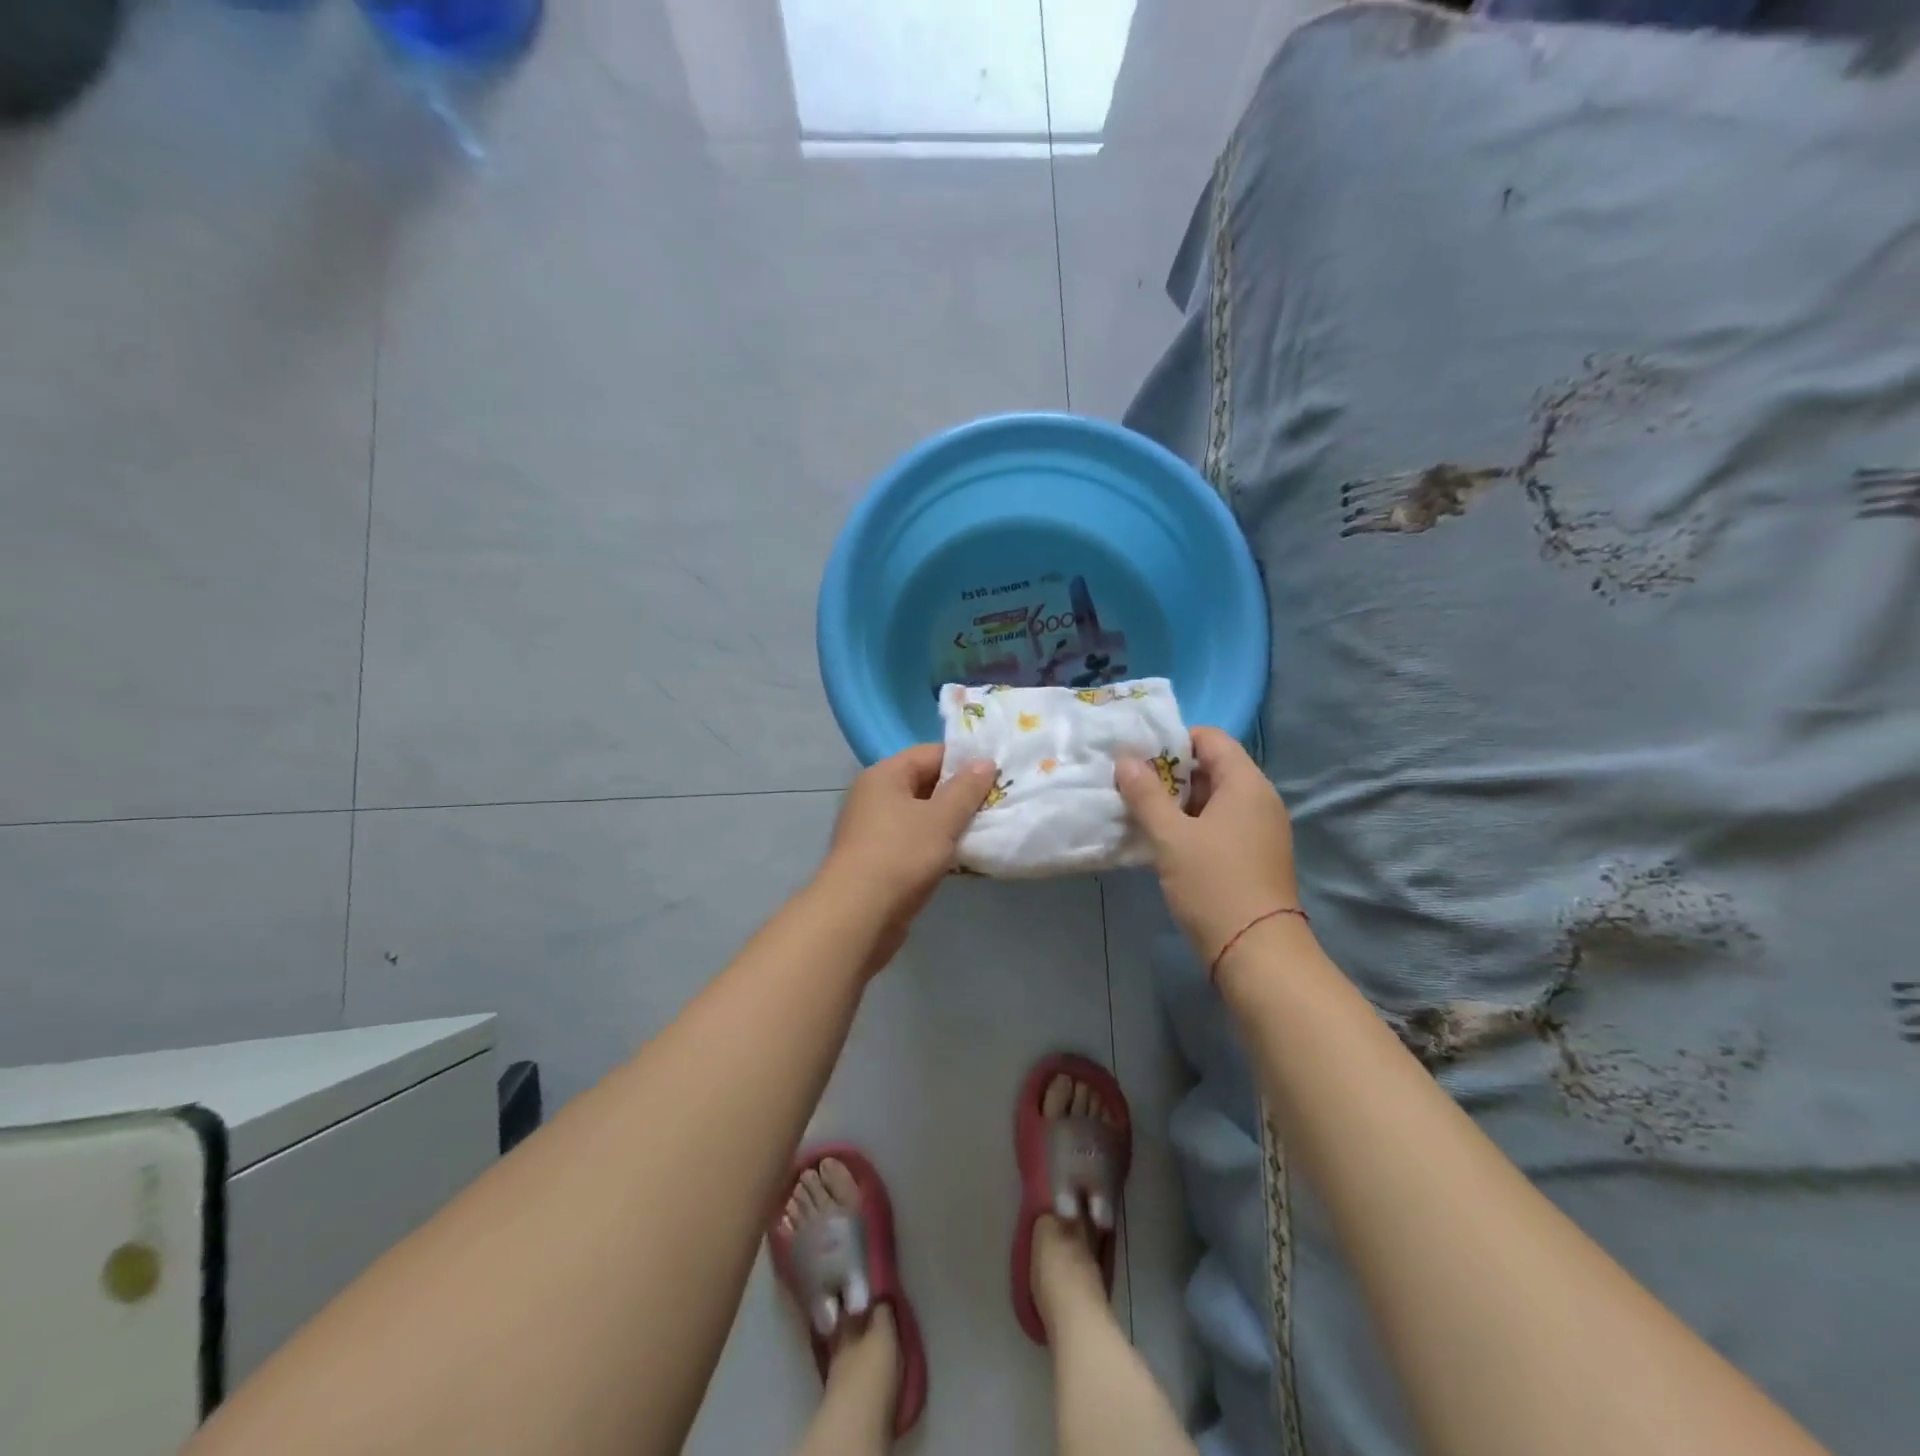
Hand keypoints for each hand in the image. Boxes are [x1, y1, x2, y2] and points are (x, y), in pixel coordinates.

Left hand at [819, 745, 995, 972]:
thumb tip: (985, 761)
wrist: (857, 915)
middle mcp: (874, 796)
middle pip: (925, 783)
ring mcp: (873, 829)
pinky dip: (936, 846)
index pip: (931, 753)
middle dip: (960, 794)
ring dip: (950, 823)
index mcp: (885, 775)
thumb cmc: (900, 855)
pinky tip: (961, 857)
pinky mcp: (877, 860)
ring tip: (986, 829)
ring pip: (921, 816)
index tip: (997, 775)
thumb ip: (966, 789)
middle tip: (997, 803)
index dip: (965, 761)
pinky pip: (914, 842)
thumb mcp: (941, 818)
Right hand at [1116, 727, 1302, 966]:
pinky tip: (1164, 841)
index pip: (1211, 738)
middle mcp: (1259, 799)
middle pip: (1212, 767)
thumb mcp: (1171, 837)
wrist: (1256, 952)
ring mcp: (1260, 829)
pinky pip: (1220, 824)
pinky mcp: (1254, 855)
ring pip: (1214, 799)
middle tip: (1132, 786)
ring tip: (1141, 813)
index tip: (1139, 758)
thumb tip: (1125, 759)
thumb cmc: (1213, 884)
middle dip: (1171, 773)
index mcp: (1246, 784)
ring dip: (1178, 802)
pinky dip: (1193, 824)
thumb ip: (1145, 794)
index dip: (1174, 740)